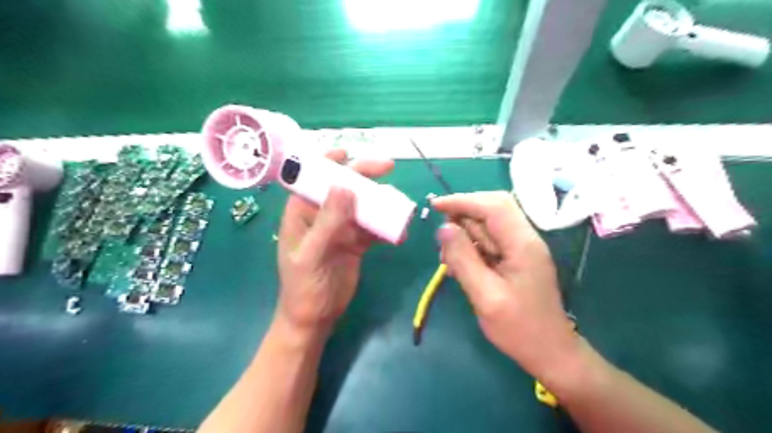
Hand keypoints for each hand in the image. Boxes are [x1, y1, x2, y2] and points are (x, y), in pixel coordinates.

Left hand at [278, 150, 393, 336]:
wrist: (315, 317)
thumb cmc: (304, 286)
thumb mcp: (312, 254)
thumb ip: (327, 222)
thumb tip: (345, 188)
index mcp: (302, 212)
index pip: (313, 178)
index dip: (328, 162)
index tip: (348, 152)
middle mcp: (322, 215)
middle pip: (344, 187)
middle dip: (364, 176)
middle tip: (388, 168)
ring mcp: (341, 228)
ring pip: (362, 205)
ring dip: (380, 201)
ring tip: (399, 201)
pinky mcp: (355, 242)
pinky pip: (372, 227)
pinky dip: (385, 226)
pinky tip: (398, 230)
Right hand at [432, 191, 582, 383]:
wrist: (551, 352)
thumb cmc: (519, 329)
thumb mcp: (485, 296)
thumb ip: (463, 259)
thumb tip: (443, 228)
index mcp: (522, 244)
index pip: (493, 206)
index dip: (462, 201)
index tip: (434, 206)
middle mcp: (525, 238)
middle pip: (493, 208)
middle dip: (464, 213)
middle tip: (441, 232)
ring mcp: (522, 248)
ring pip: (490, 223)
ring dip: (466, 231)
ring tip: (447, 255)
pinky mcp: (517, 258)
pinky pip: (491, 240)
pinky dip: (472, 244)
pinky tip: (459, 263)